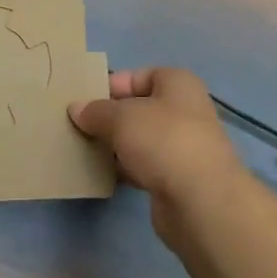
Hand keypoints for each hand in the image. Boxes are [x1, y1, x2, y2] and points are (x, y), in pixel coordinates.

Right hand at [69, 67, 242, 249]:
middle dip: (109, 117)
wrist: (201, 202)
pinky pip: (144, 166)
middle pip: (138, 108)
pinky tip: (102, 174)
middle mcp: (184, 110)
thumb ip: (95, 111)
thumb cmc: (163, 141)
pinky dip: (125, 168)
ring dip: (115, 145)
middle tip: (77, 126)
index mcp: (177, 83)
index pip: (137, 76)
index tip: (83, 101)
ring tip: (84, 150)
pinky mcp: (177, 179)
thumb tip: (76, 108)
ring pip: (140, 139)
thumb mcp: (121, 117)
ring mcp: (182, 146)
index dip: (110, 86)